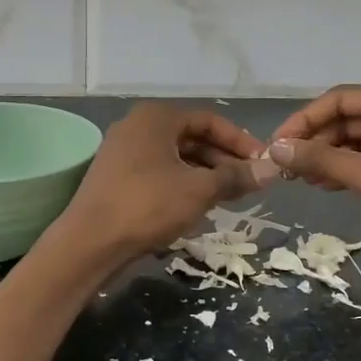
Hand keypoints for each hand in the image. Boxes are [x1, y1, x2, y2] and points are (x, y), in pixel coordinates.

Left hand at [58, 102, 270, 259]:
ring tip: (229, 196)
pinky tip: (198, 205)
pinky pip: (158, 172)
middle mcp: (137, 126)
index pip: (209, 120)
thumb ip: (235, 177)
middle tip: (249, 182)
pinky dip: (182, 183)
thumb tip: (271, 170)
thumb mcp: (198, 190)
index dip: (240, 141)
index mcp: (156, 118)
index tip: (262, 163)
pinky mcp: (116, 177)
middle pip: (191, 137)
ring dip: (205, 173)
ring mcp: (122, 152)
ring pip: (175, 157)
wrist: (89, 243)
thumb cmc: (147, 206)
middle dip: (223, 159)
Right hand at [268, 86, 360, 261]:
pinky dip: (345, 170)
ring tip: (300, 178)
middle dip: (315, 140)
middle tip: (285, 165)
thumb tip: (275, 149)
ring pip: (356, 141)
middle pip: (347, 118)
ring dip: (328, 156)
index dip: (305, 119)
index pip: (340, 99)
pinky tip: (325, 185)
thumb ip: (321, 159)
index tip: (278, 144)